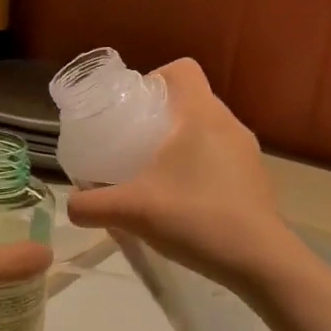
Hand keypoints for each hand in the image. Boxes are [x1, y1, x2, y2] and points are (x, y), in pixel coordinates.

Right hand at [66, 60, 292, 285]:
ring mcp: (248, 153)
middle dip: (160, 116)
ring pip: (208, 131)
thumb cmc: (195, 218)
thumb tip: (71, 205)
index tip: (132, 109)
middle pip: (192, 100)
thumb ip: (91, 206)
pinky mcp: (257, 179)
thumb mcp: (131, 211)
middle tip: (133, 145)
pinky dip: (200, 168)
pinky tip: (184, 200)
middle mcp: (229, 124)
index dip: (154, 78)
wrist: (259, 261)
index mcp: (201, 114)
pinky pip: (222, 158)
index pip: (182, 69)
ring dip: (182, 144)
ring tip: (156, 175)